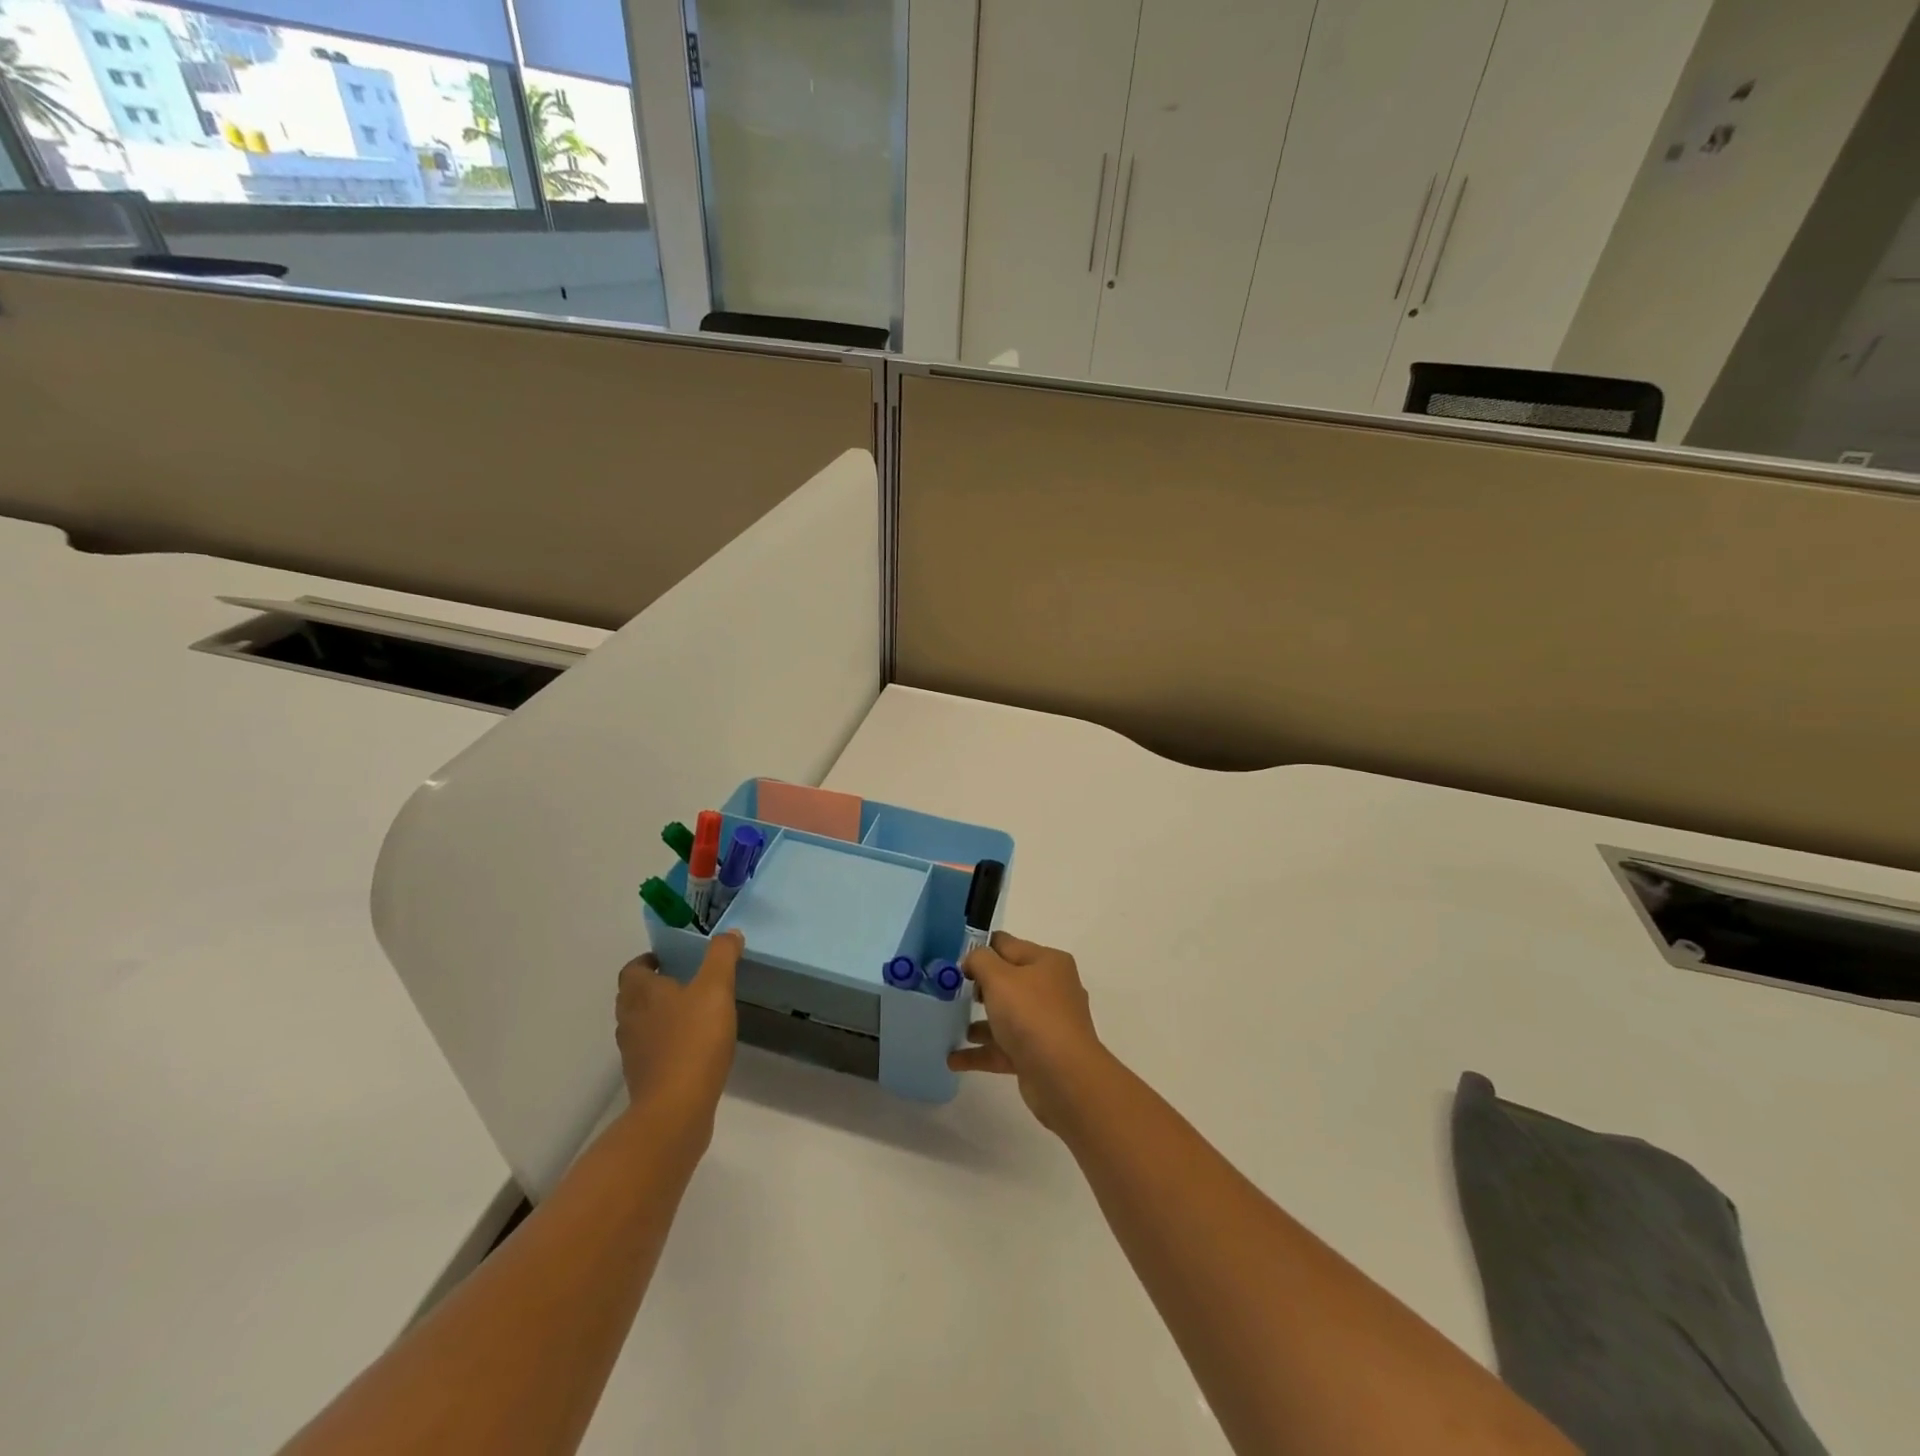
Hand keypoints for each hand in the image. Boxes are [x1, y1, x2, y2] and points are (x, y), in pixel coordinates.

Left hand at [616, 931, 741, 1129]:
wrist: (676, 1109)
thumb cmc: (693, 1041)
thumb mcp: (716, 989)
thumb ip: (722, 957)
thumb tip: (729, 933)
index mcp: (641, 994)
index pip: (633, 970)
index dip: (647, 961)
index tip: (668, 959)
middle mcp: (630, 1020)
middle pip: (633, 997)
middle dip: (652, 986)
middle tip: (681, 980)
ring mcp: (634, 1052)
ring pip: (640, 1024)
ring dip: (657, 1015)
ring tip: (689, 1011)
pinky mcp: (645, 1078)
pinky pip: (651, 1050)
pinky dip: (665, 1042)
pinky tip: (692, 1045)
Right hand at [949, 931, 1108, 1129]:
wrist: (1063, 1076)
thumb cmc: (1031, 1015)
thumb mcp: (999, 977)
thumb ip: (980, 960)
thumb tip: (973, 961)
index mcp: (1048, 962)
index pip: (1008, 945)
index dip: (980, 950)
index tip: (954, 961)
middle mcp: (1051, 989)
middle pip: (1008, 981)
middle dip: (980, 987)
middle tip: (951, 993)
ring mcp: (1046, 1024)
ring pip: (1006, 1017)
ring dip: (979, 1022)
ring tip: (949, 1026)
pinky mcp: (1038, 1055)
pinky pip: (1004, 1048)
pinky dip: (981, 1052)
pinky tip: (953, 1059)